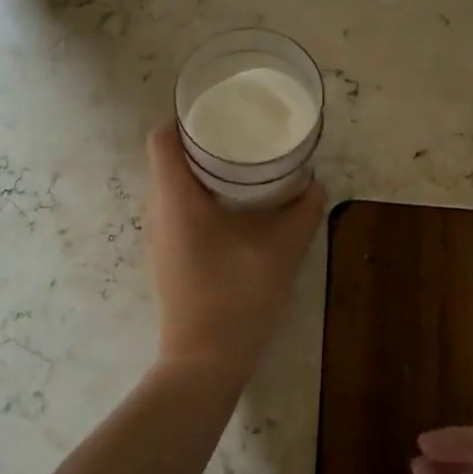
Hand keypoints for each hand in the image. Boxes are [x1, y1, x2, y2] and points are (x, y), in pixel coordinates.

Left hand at [143, 125, 323, 381]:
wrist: (204, 362)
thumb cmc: (237, 297)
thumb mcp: (281, 249)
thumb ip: (302, 211)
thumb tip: (315, 184)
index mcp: (175, 198)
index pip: (161, 138)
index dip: (184, 117)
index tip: (219, 111)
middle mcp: (157, 211)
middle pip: (166, 158)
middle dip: (200, 141)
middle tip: (240, 133)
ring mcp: (158, 236)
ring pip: (171, 185)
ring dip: (200, 171)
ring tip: (240, 165)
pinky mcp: (166, 256)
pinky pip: (175, 209)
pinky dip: (199, 196)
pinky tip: (233, 207)